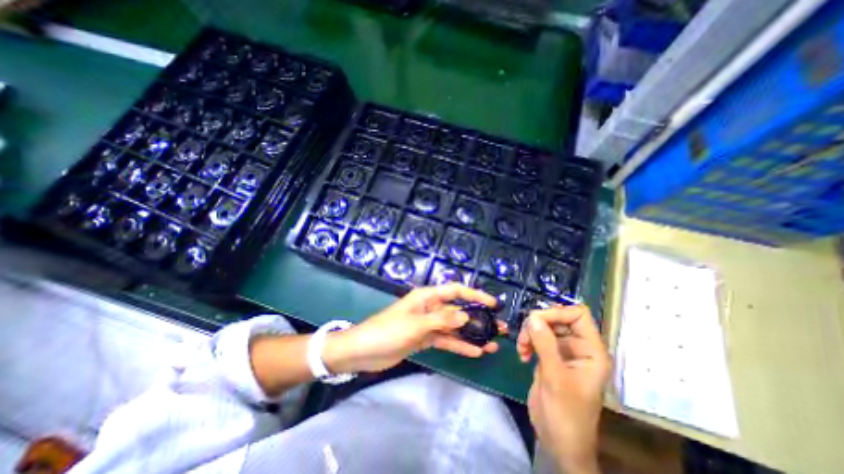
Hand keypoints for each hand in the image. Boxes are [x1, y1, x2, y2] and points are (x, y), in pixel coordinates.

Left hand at [324, 283, 499, 374]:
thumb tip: (465, 316)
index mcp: (426, 297)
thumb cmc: (387, 331)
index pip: (455, 290)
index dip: (474, 295)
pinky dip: (459, 346)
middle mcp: (430, 308)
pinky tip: (475, 353)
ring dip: (471, 335)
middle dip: (477, 318)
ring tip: (492, 344)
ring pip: (454, 327)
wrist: (363, 351)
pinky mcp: (425, 339)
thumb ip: (441, 320)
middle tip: (498, 328)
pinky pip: (445, 340)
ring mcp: (428, 324)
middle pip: (457, 310)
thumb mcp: (415, 324)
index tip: (493, 303)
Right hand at [519, 305, 610, 473]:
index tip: (537, 320)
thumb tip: (533, 316)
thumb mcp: (555, 378)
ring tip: (522, 348)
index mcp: (590, 351)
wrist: (558, 441)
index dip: (558, 312)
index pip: (579, 315)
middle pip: (558, 318)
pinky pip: (536, 338)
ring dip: (529, 333)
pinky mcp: (549, 356)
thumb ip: (545, 344)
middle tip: (525, 336)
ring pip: (544, 326)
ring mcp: (562, 351)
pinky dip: (527, 342)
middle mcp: (578, 347)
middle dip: (539, 324)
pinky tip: (522, 355)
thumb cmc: (566, 414)